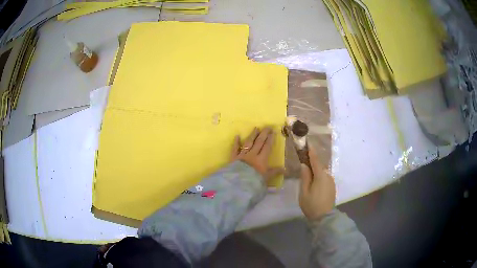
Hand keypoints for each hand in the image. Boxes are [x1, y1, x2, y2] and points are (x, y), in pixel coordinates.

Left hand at [231, 127, 284, 184]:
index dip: (270, 139)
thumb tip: (285, 169)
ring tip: (256, 128)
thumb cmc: (255, 182)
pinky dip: (236, 142)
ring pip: (248, 143)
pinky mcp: (234, 158)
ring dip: (252, 135)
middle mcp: (252, 154)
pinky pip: (235, 148)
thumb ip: (275, 172)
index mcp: (261, 159)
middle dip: (263, 134)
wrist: (239, 185)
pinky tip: (237, 136)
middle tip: (267, 126)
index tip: (273, 132)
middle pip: (259, 142)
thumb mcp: (267, 178)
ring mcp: (242, 155)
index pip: (267, 147)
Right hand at [299, 145, 335, 219]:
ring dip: (315, 171)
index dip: (311, 151)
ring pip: (322, 173)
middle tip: (303, 161)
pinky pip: (324, 178)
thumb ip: (305, 177)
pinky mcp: (332, 187)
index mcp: (321, 176)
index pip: (315, 160)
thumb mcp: (304, 192)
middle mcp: (328, 176)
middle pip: (319, 166)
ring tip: (307, 174)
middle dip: (312, 162)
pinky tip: (313, 182)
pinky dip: (318, 177)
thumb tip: (304, 165)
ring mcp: (331, 181)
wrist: (324, 218)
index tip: (308, 142)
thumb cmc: (312, 205)